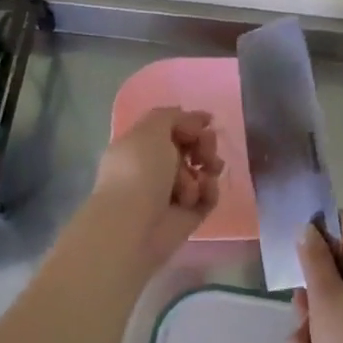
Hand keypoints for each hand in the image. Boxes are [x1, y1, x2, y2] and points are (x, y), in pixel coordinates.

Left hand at [90, 107, 223, 268]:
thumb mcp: (151, 130)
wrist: (134, 226)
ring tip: (204, 172)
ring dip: (207, 168)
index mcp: (140, 147)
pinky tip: (202, 191)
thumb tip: (194, 119)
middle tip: (205, 151)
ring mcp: (172, 194)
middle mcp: (154, 169)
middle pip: (191, 148)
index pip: (171, 129)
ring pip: (202, 172)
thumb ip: (172, 116)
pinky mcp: (188, 216)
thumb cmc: (138, 171)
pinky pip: (208, 197)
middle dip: (204, 145)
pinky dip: (208, 191)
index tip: (208, 121)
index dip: (190, 123)